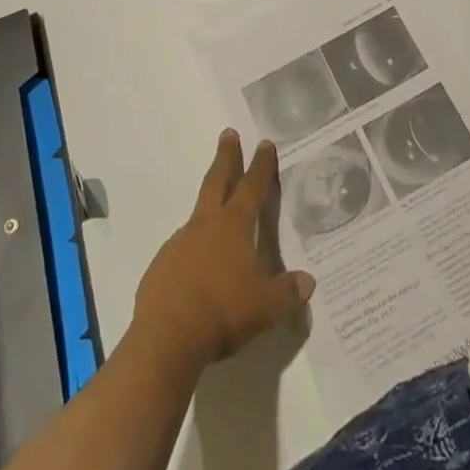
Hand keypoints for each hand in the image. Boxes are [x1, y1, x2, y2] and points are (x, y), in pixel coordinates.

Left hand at [132, 130, 315, 372]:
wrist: (167, 336)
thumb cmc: (223, 312)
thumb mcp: (265, 307)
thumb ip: (287, 292)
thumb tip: (308, 282)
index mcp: (234, 226)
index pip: (252, 187)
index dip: (260, 165)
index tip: (264, 142)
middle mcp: (206, 225)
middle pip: (217, 180)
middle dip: (226, 156)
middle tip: (228, 133)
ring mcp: (180, 242)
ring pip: (198, 214)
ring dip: (208, 206)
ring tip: (216, 214)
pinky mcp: (161, 265)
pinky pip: (181, 249)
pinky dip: (191, 249)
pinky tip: (195, 268)